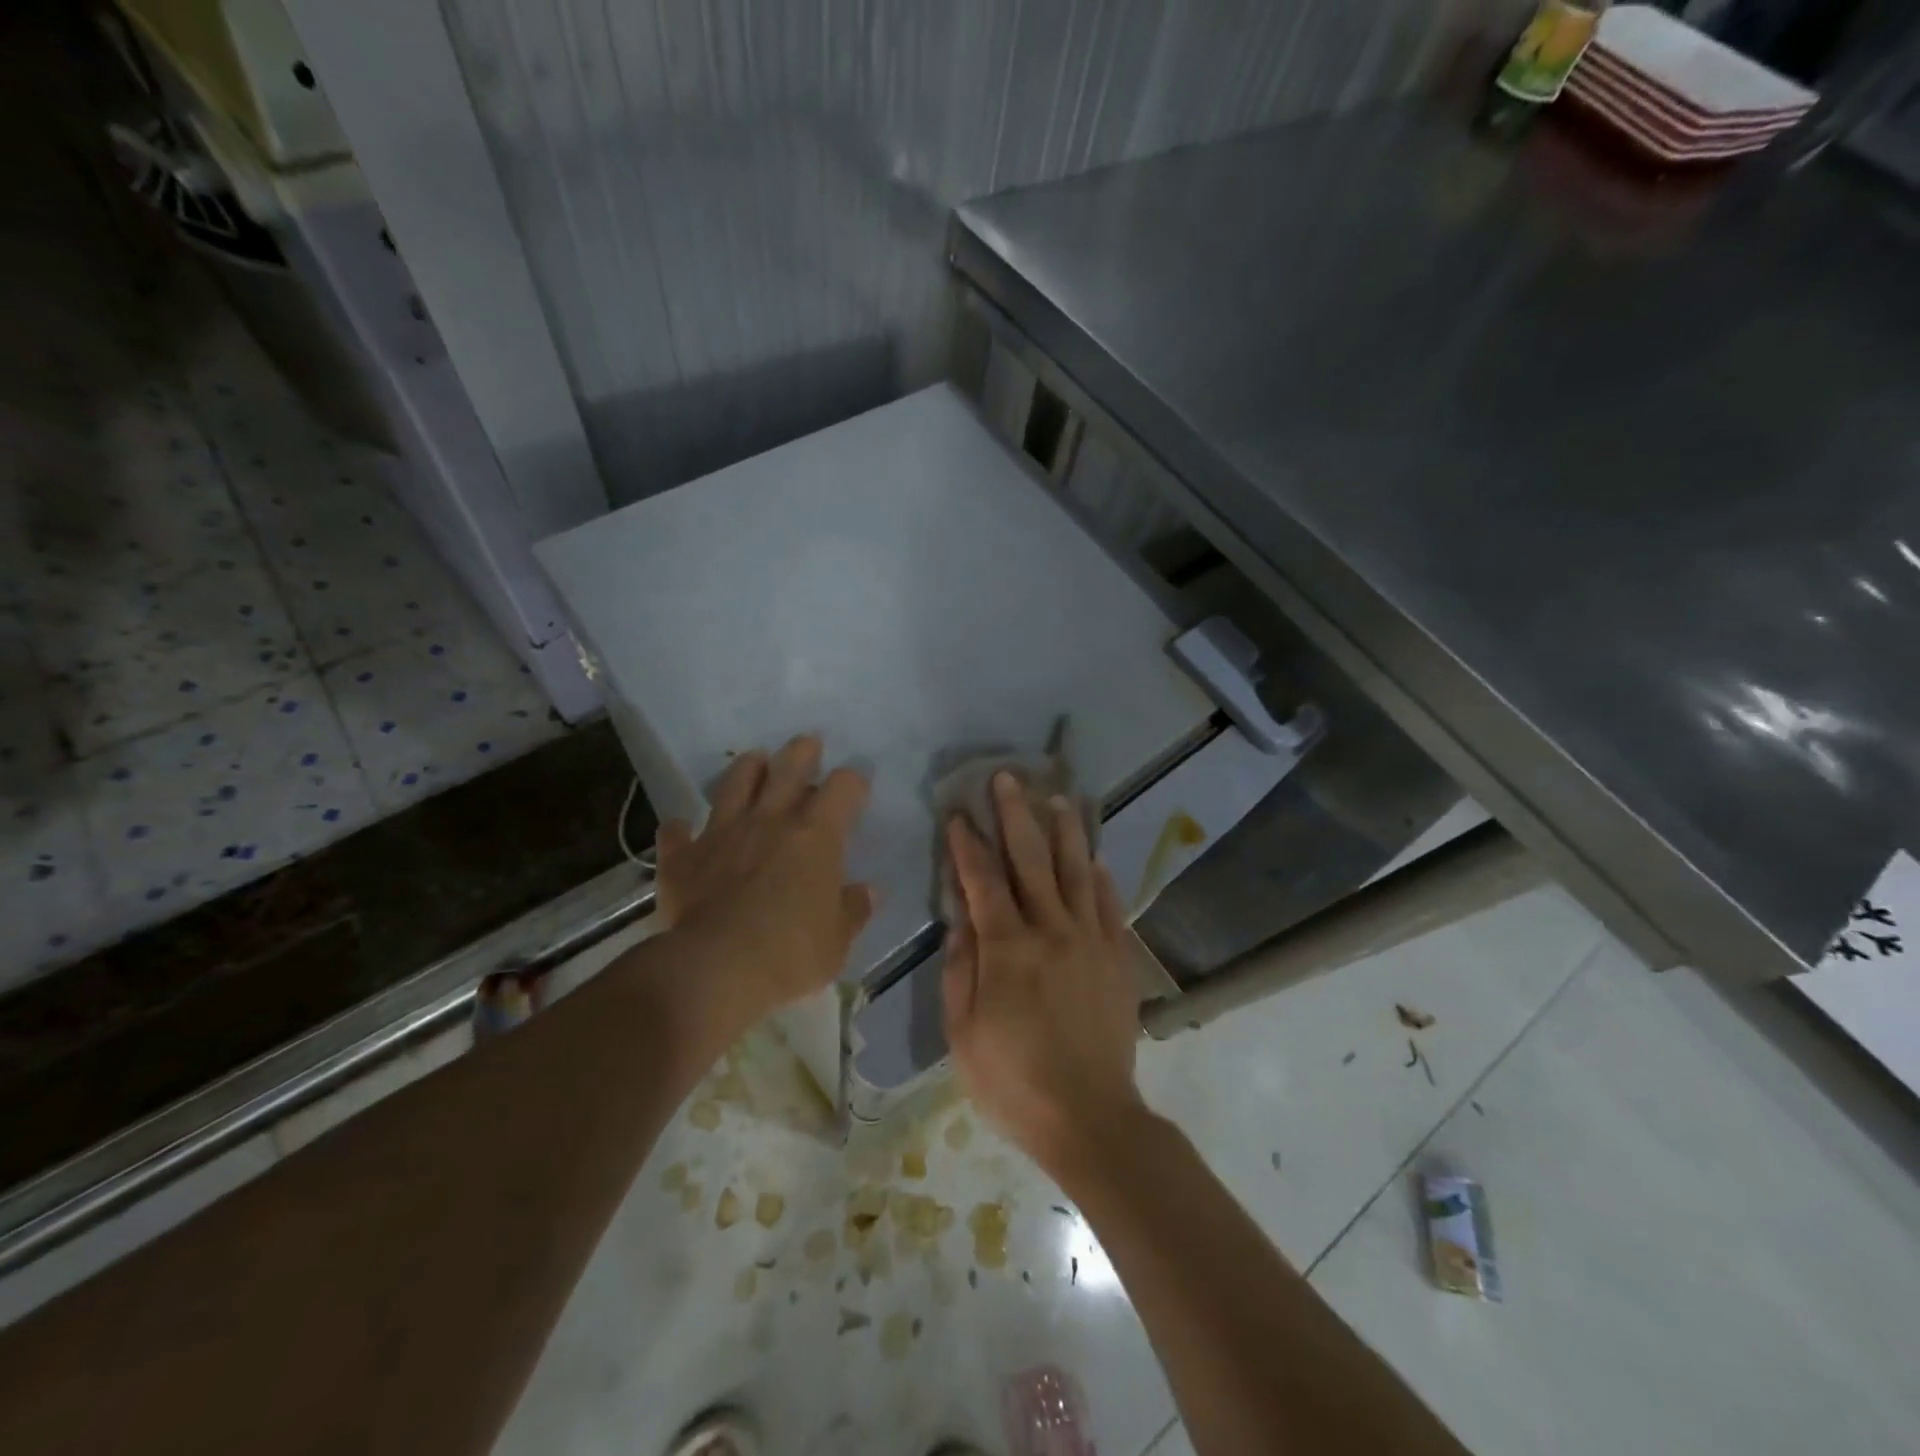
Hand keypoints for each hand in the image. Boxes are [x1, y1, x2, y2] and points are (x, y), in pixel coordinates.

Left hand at [654, 735, 873, 1033]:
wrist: (715, 971)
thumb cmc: (791, 954)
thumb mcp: (837, 941)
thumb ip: (852, 910)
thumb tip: (867, 892)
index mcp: (816, 836)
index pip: (843, 788)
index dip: (853, 782)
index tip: (857, 789)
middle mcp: (770, 821)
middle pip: (788, 767)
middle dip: (802, 752)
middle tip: (808, 745)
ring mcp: (723, 833)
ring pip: (734, 782)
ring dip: (746, 768)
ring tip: (754, 762)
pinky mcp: (683, 858)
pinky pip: (677, 832)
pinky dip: (681, 829)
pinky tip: (682, 828)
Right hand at [942, 772, 1145, 1175]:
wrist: (1089, 1117)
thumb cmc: (1013, 1080)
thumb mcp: (964, 1032)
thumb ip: (961, 968)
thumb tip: (960, 918)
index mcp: (1007, 948)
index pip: (982, 880)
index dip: (968, 843)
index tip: (958, 813)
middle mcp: (1051, 930)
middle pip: (1031, 859)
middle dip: (1015, 814)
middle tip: (1007, 777)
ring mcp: (1090, 940)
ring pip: (1077, 871)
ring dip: (1064, 831)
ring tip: (1058, 797)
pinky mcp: (1118, 958)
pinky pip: (1110, 906)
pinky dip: (1101, 877)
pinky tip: (1096, 857)